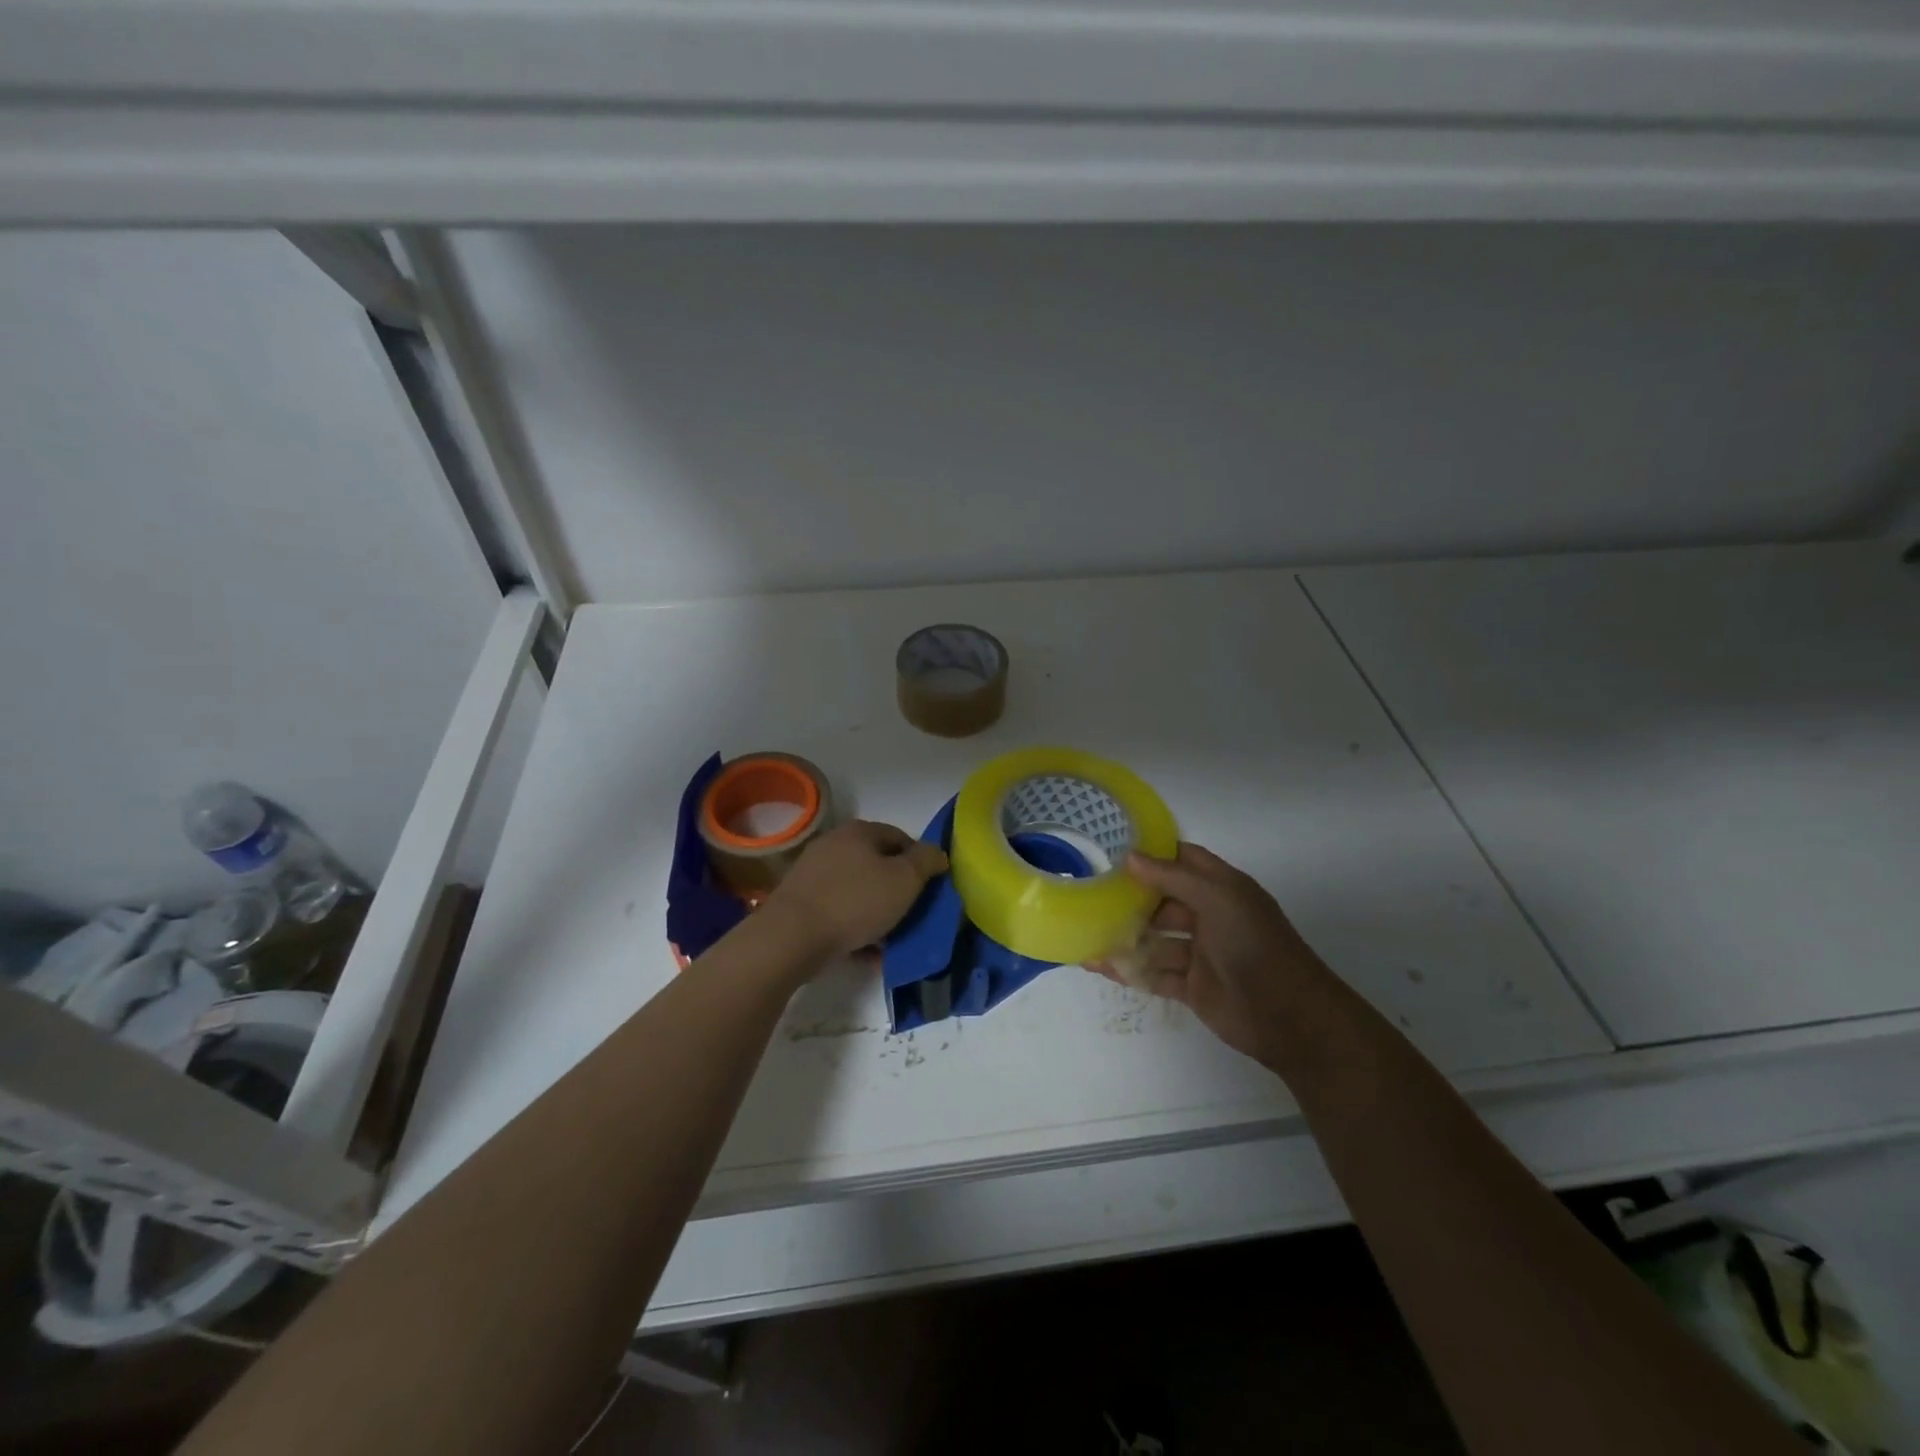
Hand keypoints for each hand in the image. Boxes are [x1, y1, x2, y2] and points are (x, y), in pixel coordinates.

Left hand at [765, 820, 948, 957]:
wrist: (792, 936)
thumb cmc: (855, 902)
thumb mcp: (905, 879)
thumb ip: (926, 861)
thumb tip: (937, 852)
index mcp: (860, 831)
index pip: (901, 837)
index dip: (920, 861)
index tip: (929, 889)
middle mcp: (834, 843)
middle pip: (877, 863)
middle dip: (897, 889)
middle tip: (911, 914)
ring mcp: (813, 872)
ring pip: (858, 889)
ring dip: (876, 911)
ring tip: (890, 938)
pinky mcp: (801, 900)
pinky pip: (838, 909)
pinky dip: (854, 925)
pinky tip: (865, 950)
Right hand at [1093, 842, 1326, 1063]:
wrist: (1289, 1017)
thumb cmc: (1256, 945)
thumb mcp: (1219, 899)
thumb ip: (1174, 877)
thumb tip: (1130, 857)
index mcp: (1221, 888)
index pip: (1183, 860)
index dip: (1152, 852)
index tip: (1111, 846)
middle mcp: (1209, 916)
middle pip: (1162, 900)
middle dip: (1129, 896)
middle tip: (1087, 889)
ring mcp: (1200, 953)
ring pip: (1155, 938)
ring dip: (1124, 935)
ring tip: (1084, 928)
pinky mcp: (1191, 986)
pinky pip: (1154, 973)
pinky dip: (1128, 969)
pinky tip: (1097, 964)